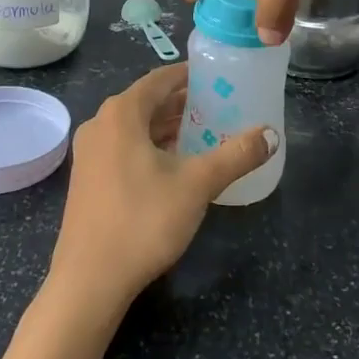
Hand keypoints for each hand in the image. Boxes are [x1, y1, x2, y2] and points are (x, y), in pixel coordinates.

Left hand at [49, 65, 277, 312]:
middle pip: (148, 101)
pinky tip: (175, 165)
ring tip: (204, 133)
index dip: (190, 75)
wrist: (89, 282)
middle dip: (183, 103)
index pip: (160, 79)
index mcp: (122, 113)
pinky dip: (150, 146)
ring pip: (135, 127)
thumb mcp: (197, 185)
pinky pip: (124, 147)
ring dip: (167, 127)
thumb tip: (271, 134)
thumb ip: (236, 155)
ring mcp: (89, 153)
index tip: (219, 77)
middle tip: (219, 107)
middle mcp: (100, 124)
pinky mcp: (88, 179)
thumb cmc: (142, 221)